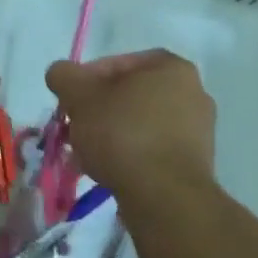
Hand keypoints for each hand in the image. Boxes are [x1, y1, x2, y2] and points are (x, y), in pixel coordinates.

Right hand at [45, 50, 215, 194]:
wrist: (163, 195)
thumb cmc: (122, 134)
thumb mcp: (79, 96)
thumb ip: (64, 76)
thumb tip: (60, 73)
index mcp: (171, 68)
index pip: (118, 62)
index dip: (85, 79)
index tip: (68, 100)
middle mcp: (193, 92)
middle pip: (128, 95)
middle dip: (96, 110)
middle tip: (74, 126)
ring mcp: (198, 129)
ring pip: (138, 123)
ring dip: (110, 133)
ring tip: (84, 153)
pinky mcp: (193, 161)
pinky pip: (151, 148)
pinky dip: (128, 154)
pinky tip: (106, 169)